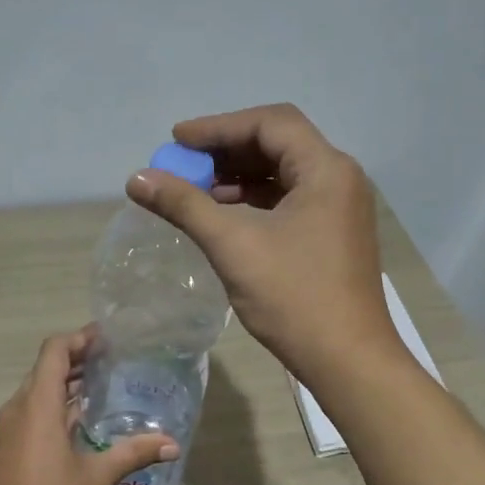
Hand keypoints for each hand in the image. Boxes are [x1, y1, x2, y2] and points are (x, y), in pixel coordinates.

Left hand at [0, 329, 178, 484]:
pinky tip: (81, 422)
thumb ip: (133, 453)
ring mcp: (10, 426)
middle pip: (46, 367)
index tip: (107, 338)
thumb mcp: (96, 476)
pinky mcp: (8, 445)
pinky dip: (56, 405)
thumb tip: (171, 444)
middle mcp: (19, 406)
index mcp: (38, 403)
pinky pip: (32, 410)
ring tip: (101, 385)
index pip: (54, 350)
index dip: (79, 338)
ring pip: (38, 389)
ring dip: (66, 383)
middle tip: (112, 359)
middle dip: (77, 359)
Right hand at [127, 103, 396, 385]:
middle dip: (227, 151)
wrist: (348, 361)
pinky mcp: (334, 235)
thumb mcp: (233, 246)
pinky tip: (224, 215)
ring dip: (239, 177)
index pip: (270, 123)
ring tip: (196, 191)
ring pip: (283, 174)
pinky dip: (255, 201)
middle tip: (183, 165)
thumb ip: (184, 205)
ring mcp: (340, 209)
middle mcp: (339, 179)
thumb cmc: (294, 298)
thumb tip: (137, 178)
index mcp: (326, 170)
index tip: (177, 141)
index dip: (219, 127)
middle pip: (278, 144)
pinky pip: (290, 201)